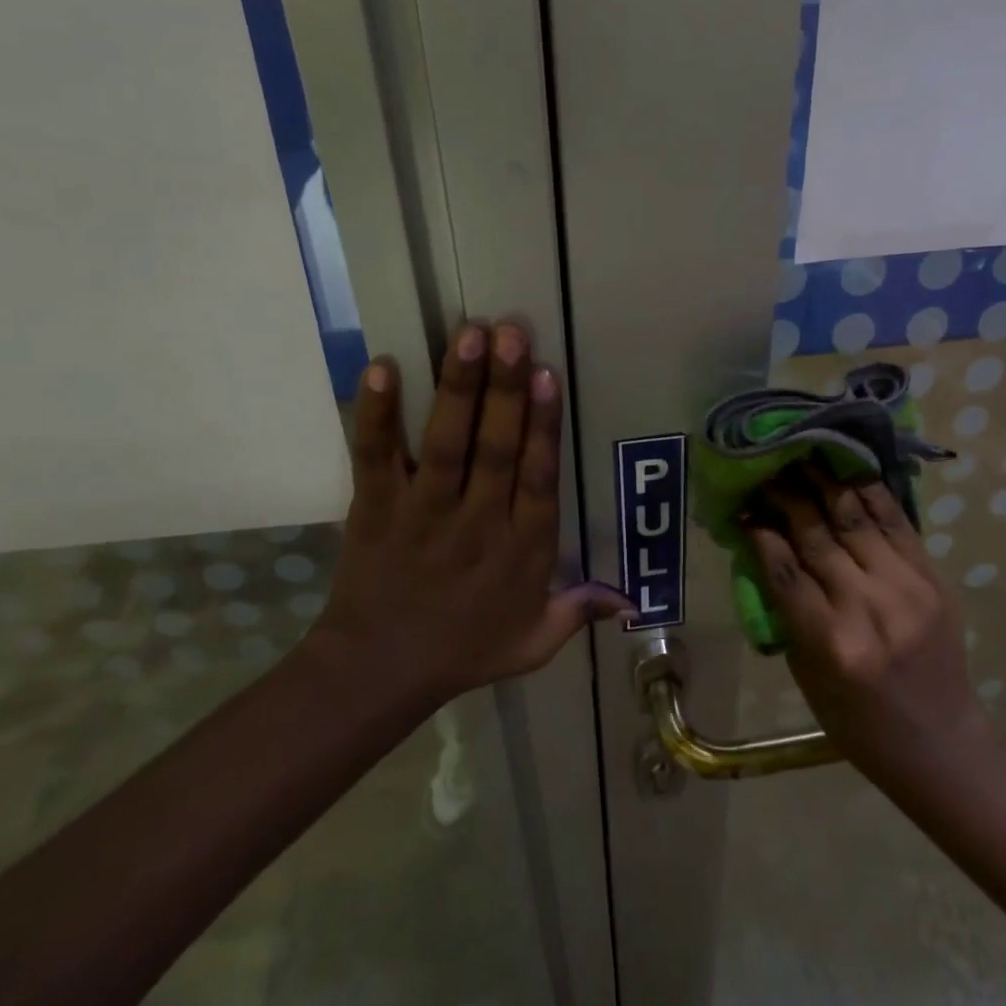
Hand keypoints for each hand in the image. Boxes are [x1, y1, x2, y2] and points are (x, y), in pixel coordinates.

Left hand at [313, 321, 632, 706]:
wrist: (378, 673)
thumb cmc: (463, 652)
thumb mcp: (533, 643)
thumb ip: (578, 612)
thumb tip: (630, 599)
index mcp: (521, 549)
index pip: (539, 478)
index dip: (544, 426)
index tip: (547, 375)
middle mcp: (477, 522)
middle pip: (496, 448)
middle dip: (505, 389)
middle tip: (511, 332)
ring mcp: (423, 512)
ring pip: (445, 443)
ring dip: (457, 388)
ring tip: (468, 335)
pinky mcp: (375, 507)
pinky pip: (375, 456)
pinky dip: (375, 414)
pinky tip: (381, 367)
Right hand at [743, 467, 991, 784]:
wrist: (937, 742)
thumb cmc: (856, 721)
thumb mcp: (805, 673)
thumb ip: (786, 610)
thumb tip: (765, 549)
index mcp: (830, 643)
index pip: (784, 569)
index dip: (760, 532)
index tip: (743, 506)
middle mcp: (868, 608)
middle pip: (817, 536)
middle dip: (787, 497)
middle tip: (767, 471)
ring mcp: (907, 589)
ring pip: (856, 519)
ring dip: (825, 483)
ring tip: (803, 457)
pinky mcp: (933, 579)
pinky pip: (897, 523)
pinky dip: (870, 494)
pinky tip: (849, 471)